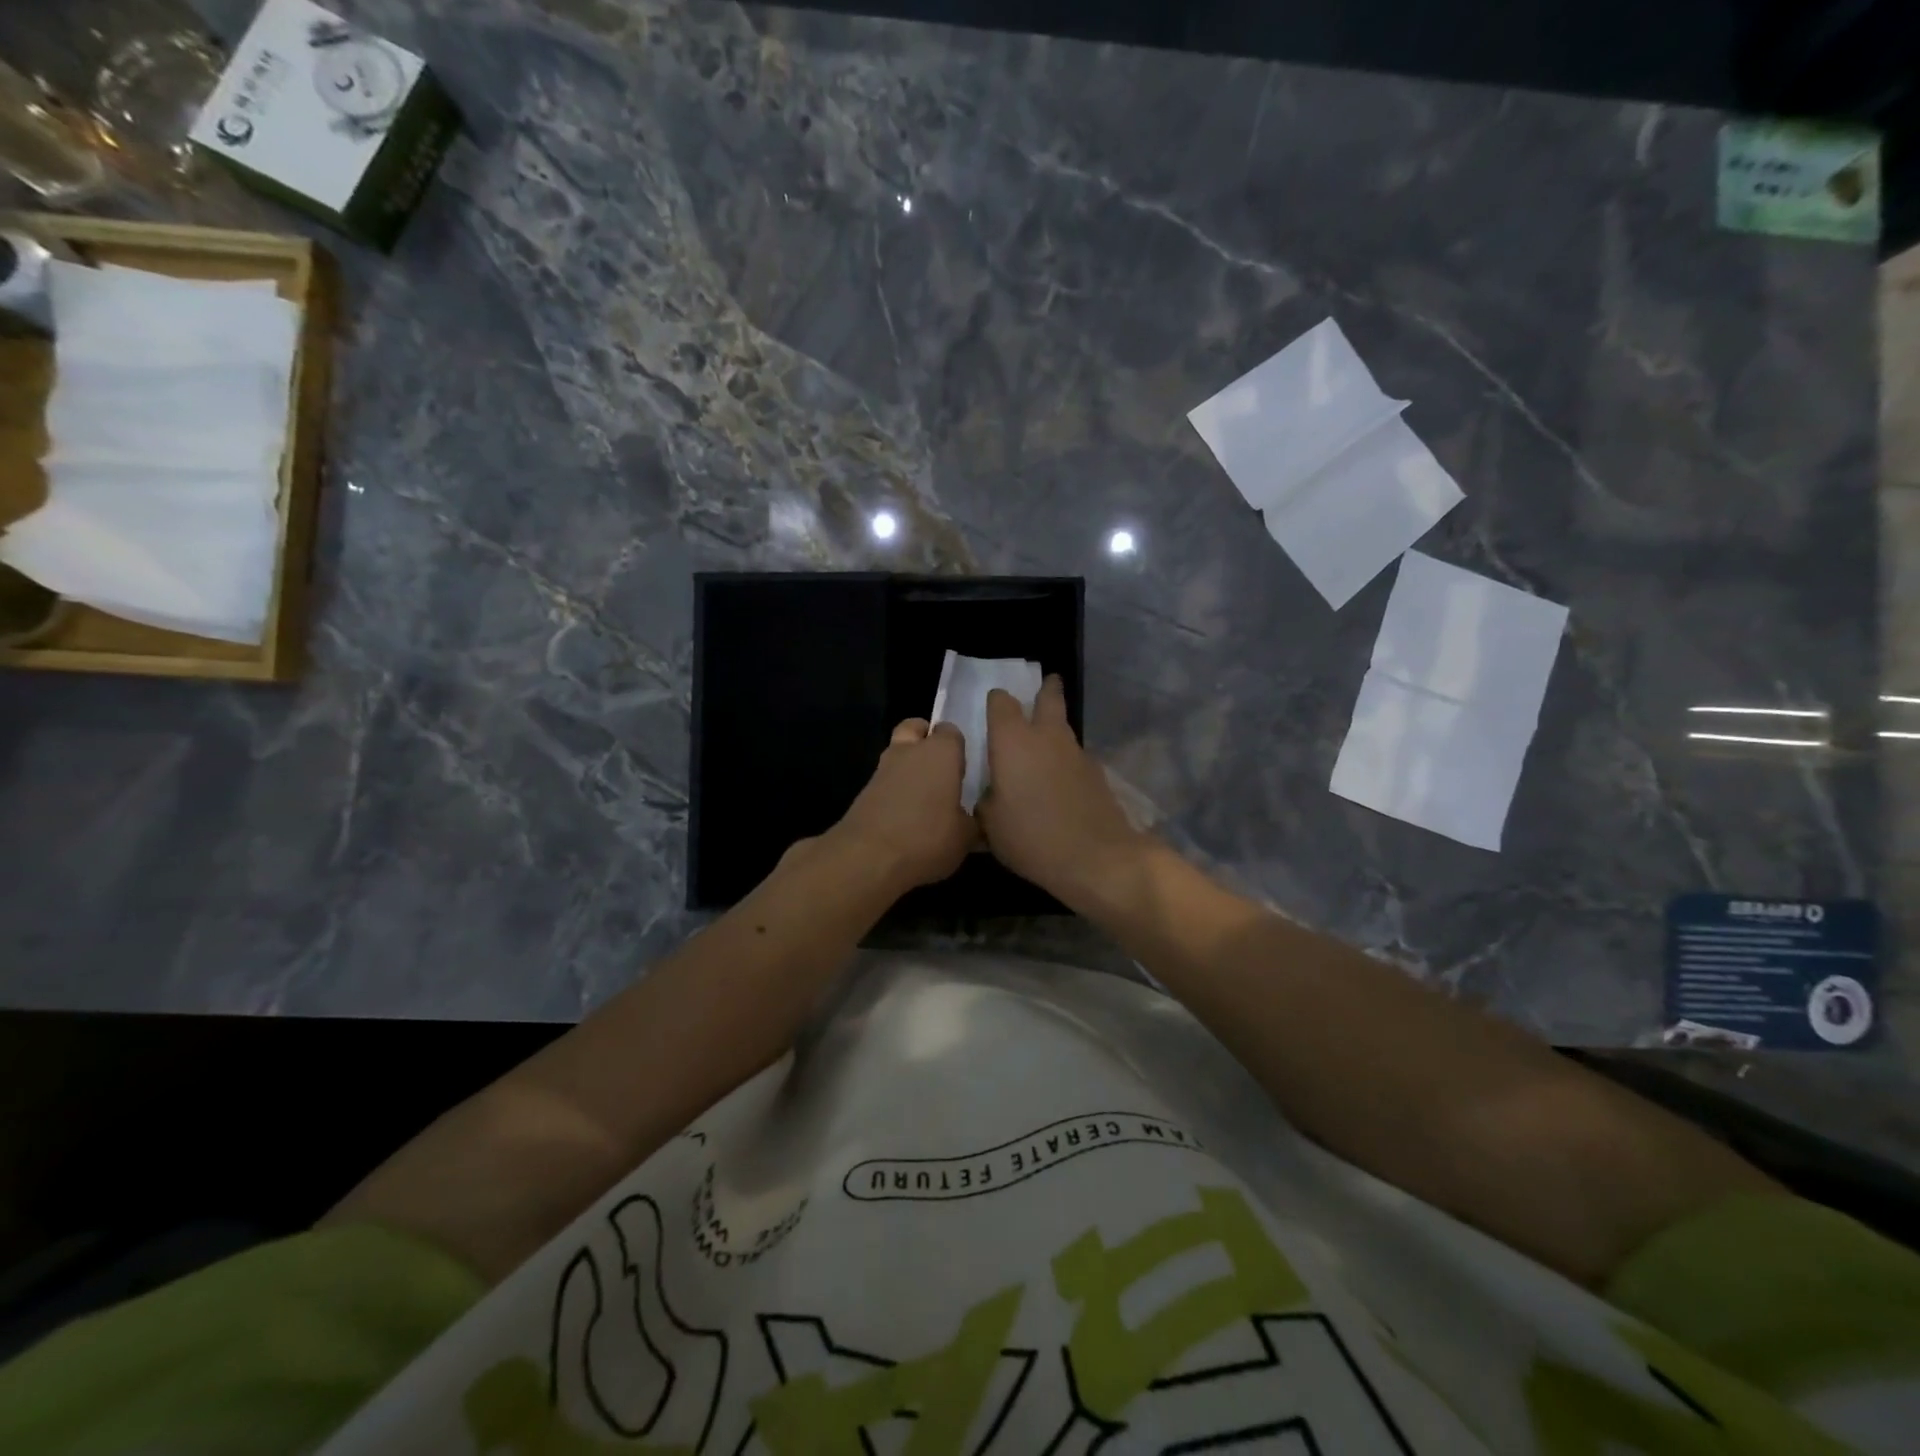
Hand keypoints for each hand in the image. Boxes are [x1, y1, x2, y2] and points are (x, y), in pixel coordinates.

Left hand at [829, 718, 976, 892]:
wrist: (868, 858)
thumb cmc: (927, 838)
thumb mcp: (965, 837)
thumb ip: (974, 822)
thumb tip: (975, 820)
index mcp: (941, 752)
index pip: (951, 731)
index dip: (958, 746)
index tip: (966, 767)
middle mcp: (909, 751)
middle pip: (916, 729)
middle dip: (926, 741)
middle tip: (942, 770)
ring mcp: (882, 769)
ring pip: (897, 754)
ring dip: (909, 768)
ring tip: (926, 799)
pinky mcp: (864, 792)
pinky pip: (885, 781)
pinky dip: (895, 791)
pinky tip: (907, 817)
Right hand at [977, 676, 1148, 909]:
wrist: (1096, 857)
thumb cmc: (1031, 837)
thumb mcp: (990, 825)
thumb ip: (987, 800)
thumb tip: (993, 793)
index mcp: (1013, 741)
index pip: (1001, 703)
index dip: (996, 701)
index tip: (993, 706)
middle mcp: (1047, 737)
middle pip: (1049, 698)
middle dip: (1046, 690)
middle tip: (1044, 684)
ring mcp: (1077, 753)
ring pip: (1064, 728)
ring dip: (1056, 727)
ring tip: (1046, 742)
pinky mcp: (1097, 774)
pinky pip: (1076, 757)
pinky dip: (1067, 761)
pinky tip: (1061, 783)